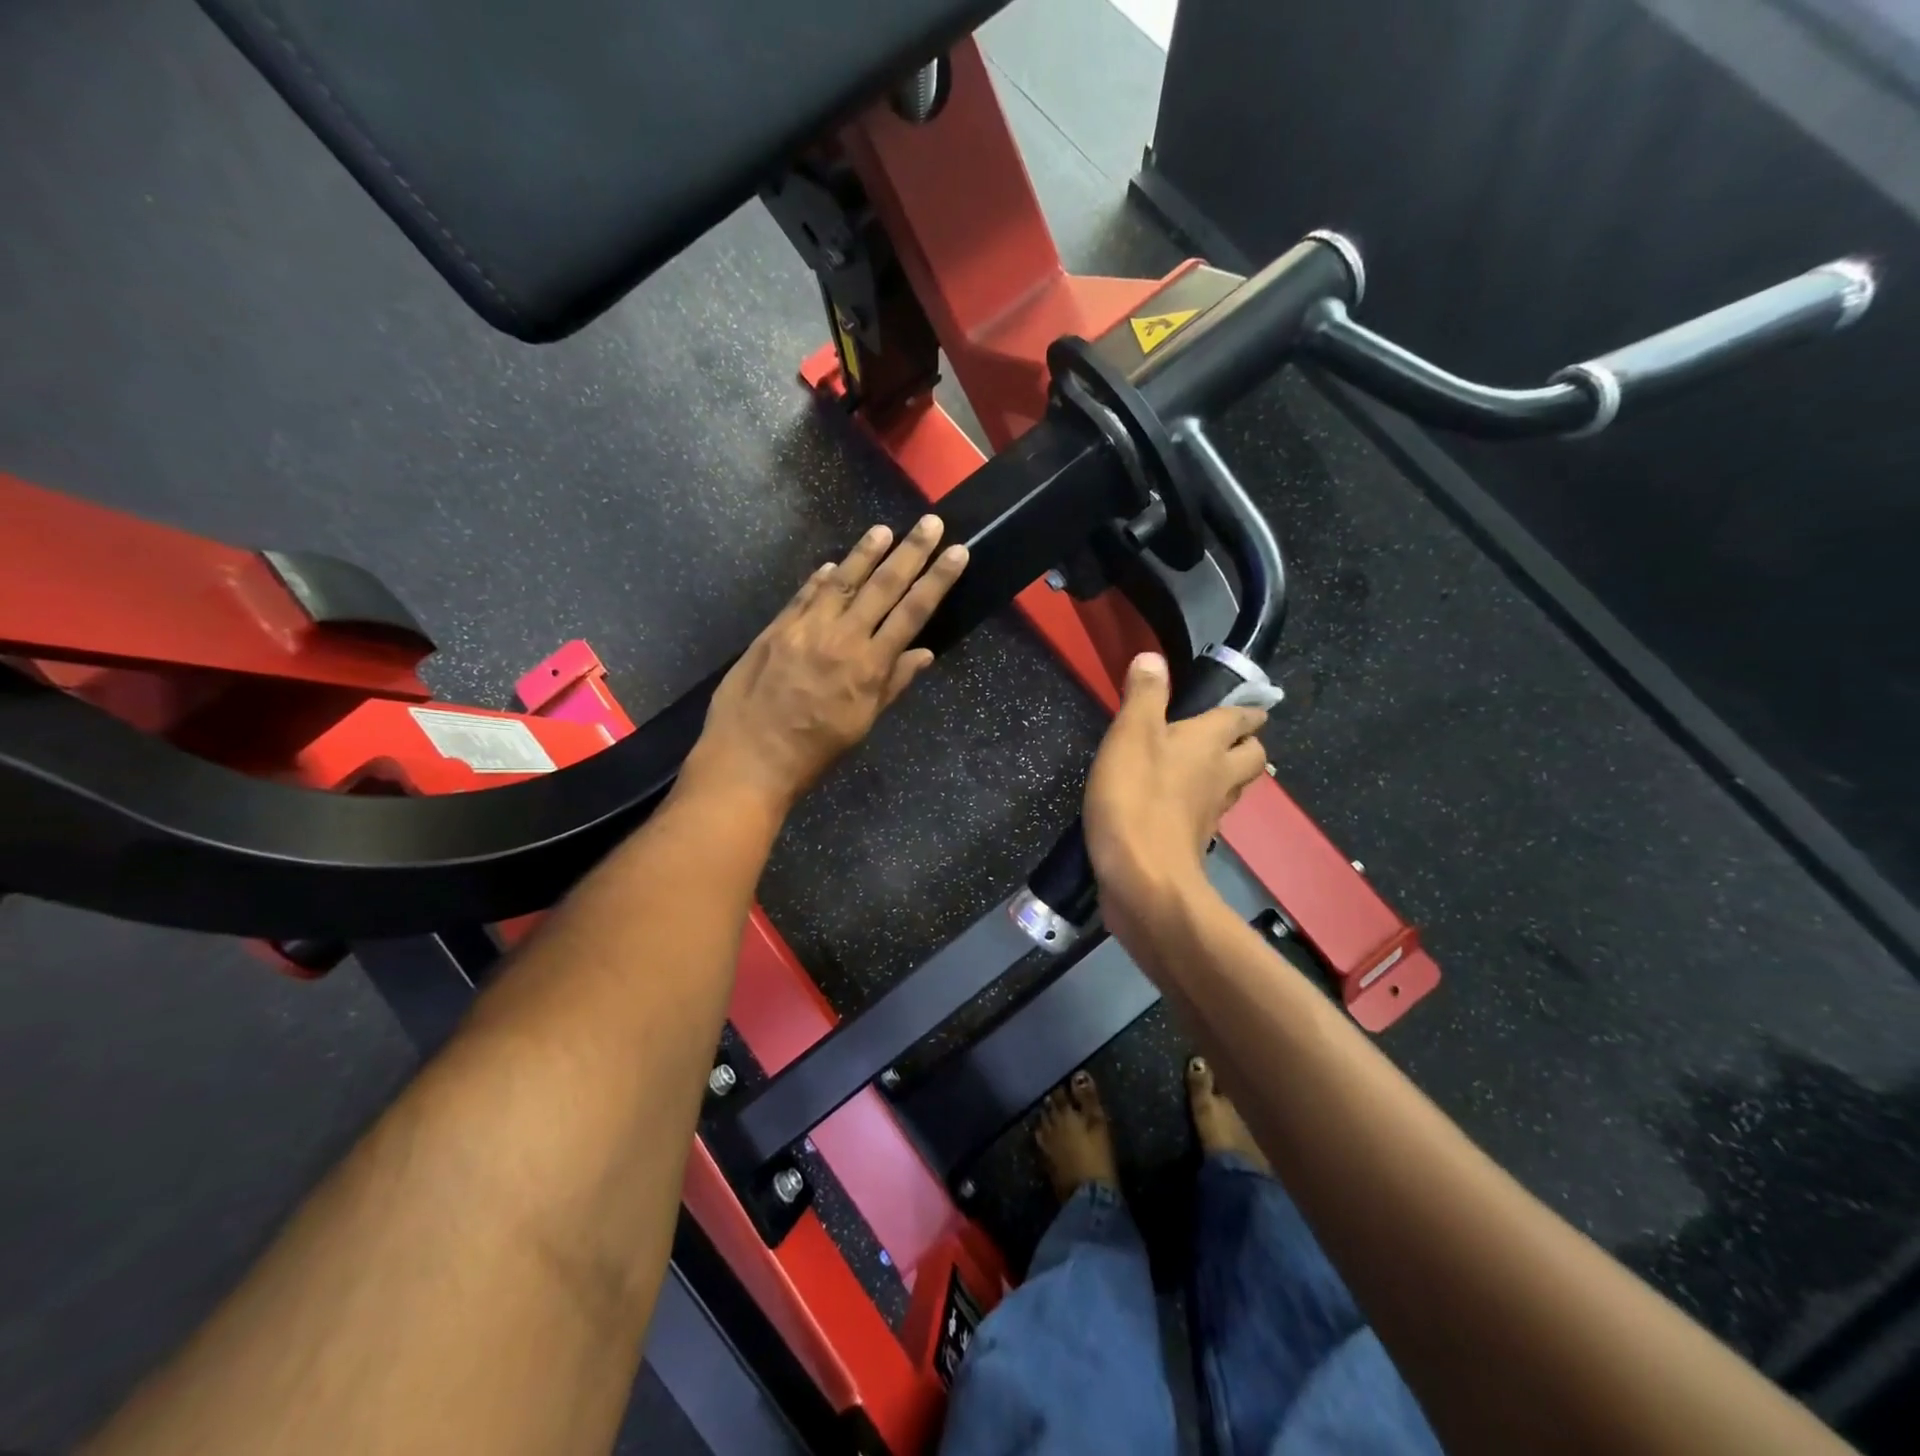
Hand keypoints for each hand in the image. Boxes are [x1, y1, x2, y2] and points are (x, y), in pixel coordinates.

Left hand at [681, 516, 967, 815]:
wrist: (749, 759)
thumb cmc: (814, 751)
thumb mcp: (862, 724)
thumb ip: (892, 684)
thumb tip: (923, 654)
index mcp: (869, 666)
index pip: (912, 612)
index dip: (937, 579)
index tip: (957, 551)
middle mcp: (841, 638)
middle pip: (882, 586)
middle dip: (910, 552)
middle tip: (930, 522)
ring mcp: (804, 629)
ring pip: (841, 581)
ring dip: (865, 553)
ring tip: (884, 530)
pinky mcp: (775, 630)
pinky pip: (803, 596)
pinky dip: (819, 578)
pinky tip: (831, 563)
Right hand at [1082, 652, 1269, 930]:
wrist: (1142, 879)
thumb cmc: (1136, 798)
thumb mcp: (1130, 735)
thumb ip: (1144, 695)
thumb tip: (1154, 657)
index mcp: (1209, 743)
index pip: (1242, 718)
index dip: (1247, 708)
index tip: (1249, 703)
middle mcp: (1220, 776)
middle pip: (1251, 756)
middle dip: (1245, 743)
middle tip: (1224, 736)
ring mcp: (1210, 814)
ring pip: (1233, 787)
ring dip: (1225, 774)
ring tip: (1202, 767)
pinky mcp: (1192, 842)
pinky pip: (1207, 815)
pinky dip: (1199, 805)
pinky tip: (1176, 805)